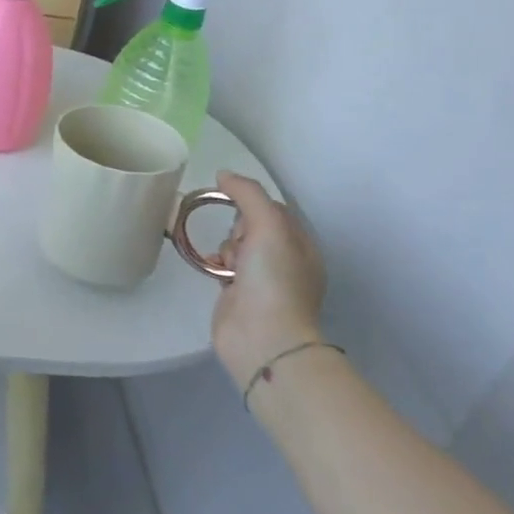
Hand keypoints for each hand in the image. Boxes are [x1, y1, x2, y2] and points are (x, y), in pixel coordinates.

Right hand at [209, 171, 326, 389]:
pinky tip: (212, 266)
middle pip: (253, 225)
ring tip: (227, 260)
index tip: (235, 205)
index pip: (275, 208)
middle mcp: (285, 261)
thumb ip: (248, 194)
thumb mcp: (269, 226)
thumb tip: (223, 175)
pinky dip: (215, 261)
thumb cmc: (274, 279)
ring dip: (227, 245)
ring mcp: (262, 280)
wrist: (262, 338)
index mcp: (302, 245)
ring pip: (236, 245)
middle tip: (239, 242)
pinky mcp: (238, 294)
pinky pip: (223, 265)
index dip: (253, 202)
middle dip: (238, 226)